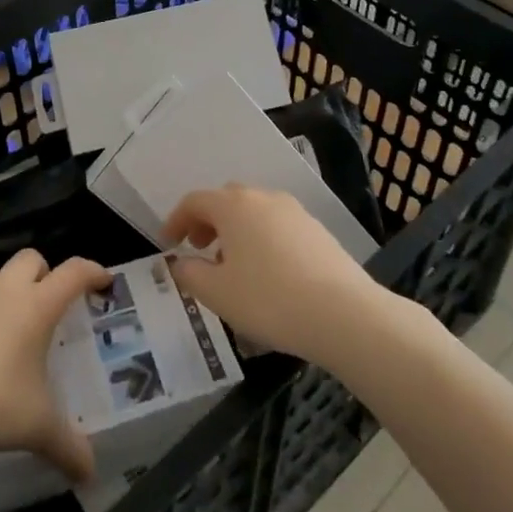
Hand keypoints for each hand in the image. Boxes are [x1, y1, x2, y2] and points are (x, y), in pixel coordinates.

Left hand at [0, 248, 110, 479]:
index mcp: (36, 306)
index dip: (92, 272)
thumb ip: (67, 446)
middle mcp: (4, 290)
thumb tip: (91, 473)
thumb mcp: (35, 428)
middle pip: (31, 259)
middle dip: (42, 273)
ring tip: (0, 318)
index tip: (103, 281)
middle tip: (45, 303)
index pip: (74, 272)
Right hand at [165, 185, 388, 370]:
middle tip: (199, 249)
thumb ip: (190, 275)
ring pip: (255, 212)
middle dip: (208, 221)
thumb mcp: (217, 294)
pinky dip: (262, 239)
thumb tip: (179, 263)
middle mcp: (263, 198)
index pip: (195, 201)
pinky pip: (278, 226)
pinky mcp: (317, 230)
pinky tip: (268, 274)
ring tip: (233, 267)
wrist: (344, 313)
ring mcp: (294, 211)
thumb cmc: (269, 299)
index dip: (176, 219)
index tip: (168, 242)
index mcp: (233, 206)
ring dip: (236, 231)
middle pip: (226, 200)